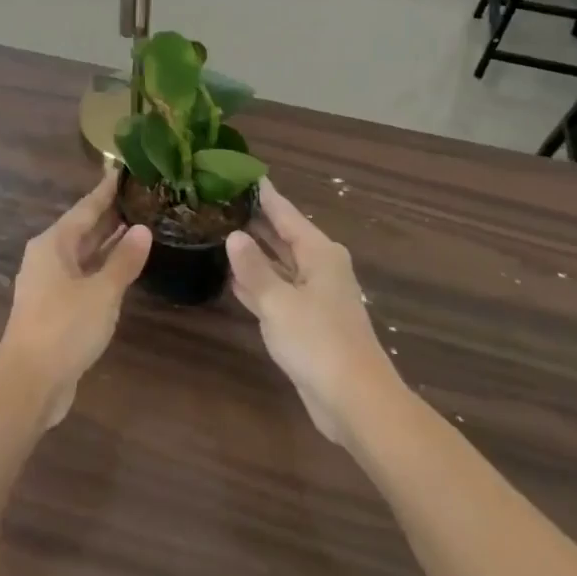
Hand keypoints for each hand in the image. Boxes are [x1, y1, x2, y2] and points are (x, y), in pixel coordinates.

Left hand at [0, 168, 151, 427]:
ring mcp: (50, 284)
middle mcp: (48, 258)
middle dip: (110, 214)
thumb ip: (124, 260)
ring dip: (109, 242)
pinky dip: (104, 267)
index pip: (85, 208)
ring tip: (141, 224)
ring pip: (84, 254)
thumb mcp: (101, 292)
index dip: (106, 190)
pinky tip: (125, 268)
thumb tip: (143, 229)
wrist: (29, 383)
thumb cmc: (64, 328)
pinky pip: (84, 275)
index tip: (123, 169)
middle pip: (83, 229)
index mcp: (53, 244)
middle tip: (142, 195)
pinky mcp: (55, 308)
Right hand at [227, 179, 402, 446]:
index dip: (265, 195)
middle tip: (222, 202)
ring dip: (255, 254)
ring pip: (280, 265)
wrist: (355, 401)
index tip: (243, 174)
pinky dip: (258, 284)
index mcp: (320, 253)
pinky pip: (278, 292)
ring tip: (220, 233)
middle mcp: (320, 268)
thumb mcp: (278, 302)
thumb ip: (253, 268)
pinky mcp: (308, 323)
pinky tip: (232, 279)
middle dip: (256, 223)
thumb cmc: (318, 341)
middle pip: (284, 237)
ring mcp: (315, 297)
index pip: (286, 214)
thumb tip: (234, 235)